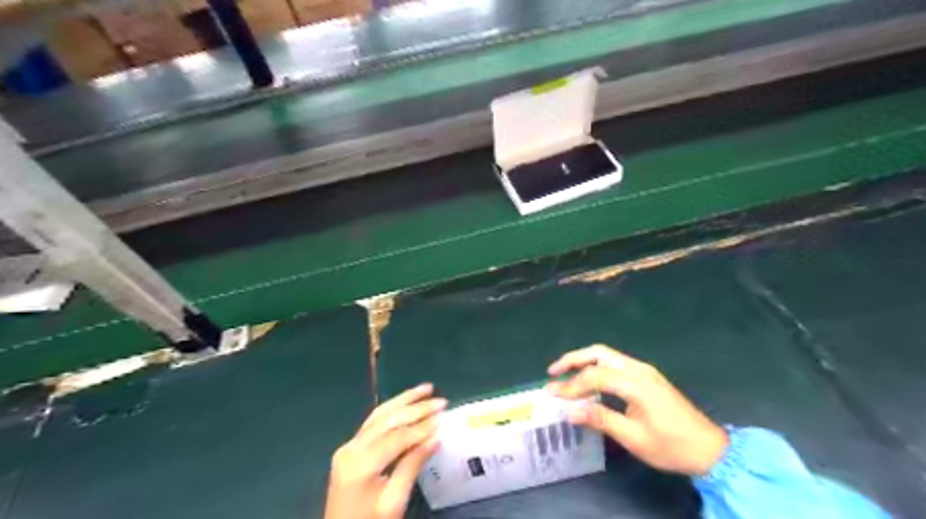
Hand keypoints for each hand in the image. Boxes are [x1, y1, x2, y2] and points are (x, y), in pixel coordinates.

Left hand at [322, 383, 445, 517]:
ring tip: (426, 388)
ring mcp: (348, 447)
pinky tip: (405, 402)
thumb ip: (412, 466)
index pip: (397, 437)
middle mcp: (351, 449)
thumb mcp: (394, 502)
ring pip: (379, 415)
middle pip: (387, 420)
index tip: (445, 417)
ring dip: (403, 400)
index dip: (422, 427)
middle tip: (441, 401)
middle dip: (416, 408)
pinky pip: (372, 423)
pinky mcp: (349, 449)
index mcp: (360, 465)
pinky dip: (392, 409)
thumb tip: (436, 437)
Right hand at [543, 343, 727, 475]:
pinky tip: (589, 381)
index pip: (594, 375)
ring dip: (584, 361)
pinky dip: (597, 367)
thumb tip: (569, 412)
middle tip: (553, 372)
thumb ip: (601, 419)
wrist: (710, 449)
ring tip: (565, 374)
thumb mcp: (634, 438)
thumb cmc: (671, 446)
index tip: (552, 394)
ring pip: (607, 355)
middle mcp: (638, 369)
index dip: (571, 385)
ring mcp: (644, 371)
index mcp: (635, 383)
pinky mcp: (647, 376)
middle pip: (599, 353)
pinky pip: (615, 364)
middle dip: (573, 359)